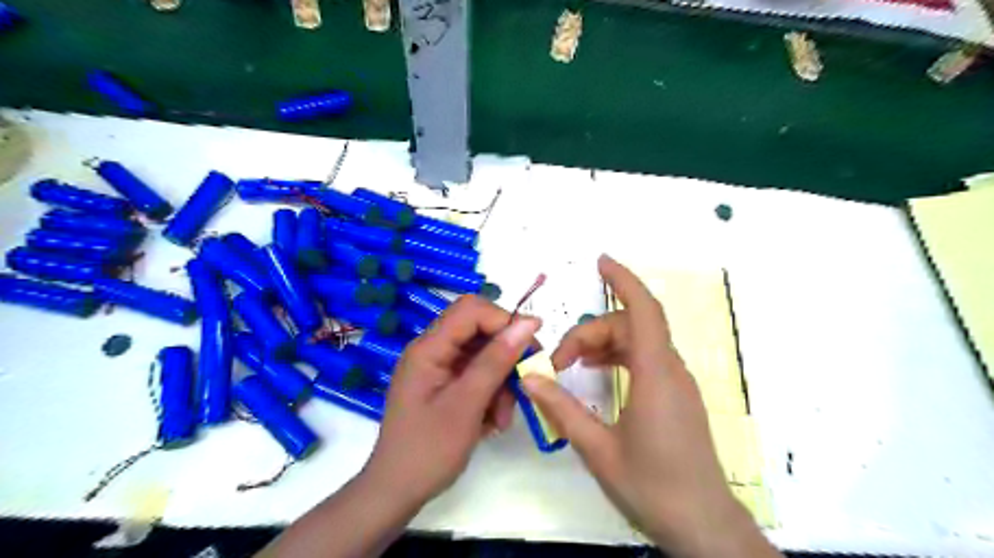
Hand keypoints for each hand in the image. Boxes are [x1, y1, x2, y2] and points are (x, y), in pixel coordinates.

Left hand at [361, 296, 540, 509]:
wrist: (396, 493)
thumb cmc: (428, 450)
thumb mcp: (467, 404)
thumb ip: (496, 361)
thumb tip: (528, 323)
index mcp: (429, 348)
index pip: (471, 310)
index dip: (504, 321)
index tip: (531, 347)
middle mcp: (433, 351)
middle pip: (480, 332)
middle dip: (506, 356)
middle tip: (526, 381)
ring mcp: (438, 369)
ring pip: (483, 356)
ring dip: (500, 382)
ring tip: (501, 418)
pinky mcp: (445, 386)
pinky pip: (476, 376)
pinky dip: (490, 394)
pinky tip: (491, 422)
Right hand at [521, 254, 775, 557]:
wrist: (704, 525)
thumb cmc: (653, 487)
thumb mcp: (598, 450)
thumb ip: (562, 410)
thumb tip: (530, 379)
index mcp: (656, 376)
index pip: (644, 311)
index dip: (623, 281)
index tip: (601, 263)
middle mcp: (671, 371)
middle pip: (632, 327)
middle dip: (591, 333)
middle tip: (560, 361)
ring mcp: (676, 384)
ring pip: (639, 343)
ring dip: (604, 344)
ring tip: (573, 365)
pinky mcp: (676, 397)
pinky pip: (646, 360)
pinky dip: (619, 357)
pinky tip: (597, 375)